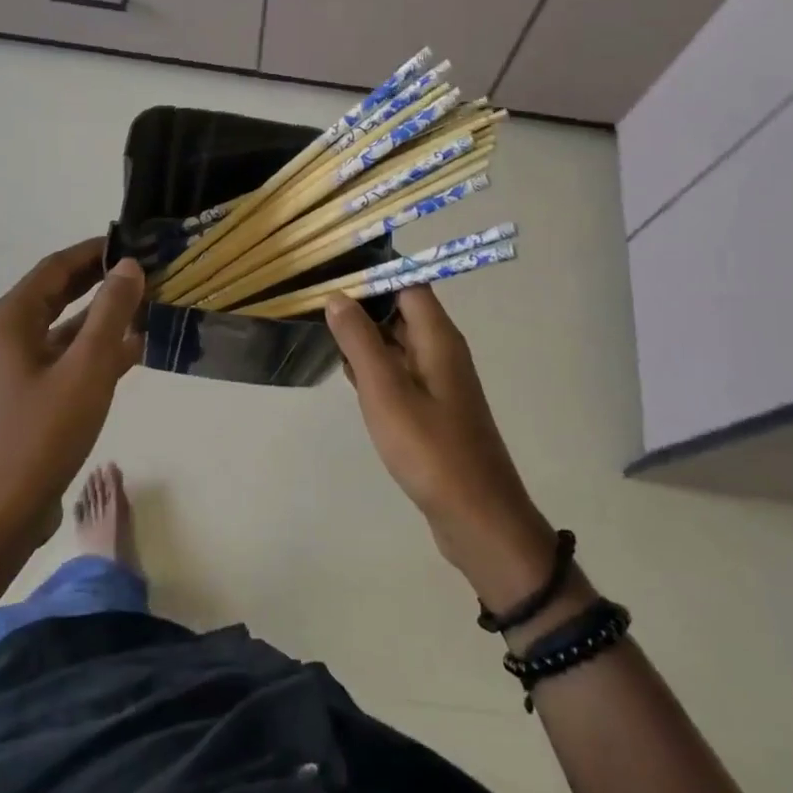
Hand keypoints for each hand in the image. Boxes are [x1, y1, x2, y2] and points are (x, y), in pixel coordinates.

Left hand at [0, 238, 144, 557]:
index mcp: (10, 320)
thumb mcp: (87, 368)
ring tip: (150, 305)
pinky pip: (65, 357)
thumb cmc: (42, 435)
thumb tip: (129, 267)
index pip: (56, 267)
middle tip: (148, 270)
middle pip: (59, 293)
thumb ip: (111, 313)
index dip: (95, 251)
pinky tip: (134, 351)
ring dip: (104, 317)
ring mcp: (15, 367)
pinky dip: (96, 349)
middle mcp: (6, 335)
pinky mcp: (27, 395)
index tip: (136, 242)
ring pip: (65, 327)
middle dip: (102, 281)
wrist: (0, 513)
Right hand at [326, 288, 558, 609]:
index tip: (332, 275)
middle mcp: (442, 350)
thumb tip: (338, 297)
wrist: (476, 516)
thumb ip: (359, 341)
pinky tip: (348, 375)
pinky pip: (400, 372)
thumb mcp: (385, 391)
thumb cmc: (429, 449)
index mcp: (438, 337)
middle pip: (402, 310)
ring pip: (398, 342)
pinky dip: (375, 367)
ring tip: (324, 333)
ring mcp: (439, 380)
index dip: (373, 275)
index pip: (408, 283)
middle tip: (316, 304)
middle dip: (363, 305)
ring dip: (366, 338)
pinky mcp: (433, 407)